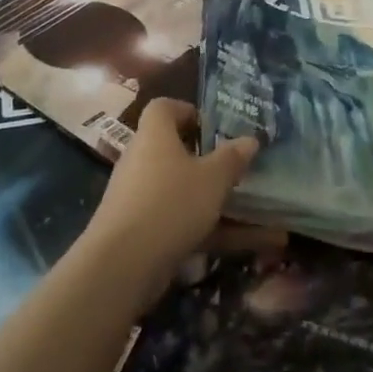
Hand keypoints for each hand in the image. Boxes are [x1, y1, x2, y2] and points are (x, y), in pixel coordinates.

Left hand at [84, 98, 260, 301]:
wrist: (122, 264)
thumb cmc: (171, 203)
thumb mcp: (213, 178)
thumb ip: (232, 158)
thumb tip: (249, 140)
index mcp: (154, 135)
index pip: (163, 107)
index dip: (187, 111)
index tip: (214, 126)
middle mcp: (141, 160)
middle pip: (173, 150)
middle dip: (206, 159)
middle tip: (234, 167)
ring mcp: (138, 197)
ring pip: (180, 189)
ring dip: (212, 198)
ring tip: (250, 208)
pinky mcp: (139, 230)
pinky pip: (179, 220)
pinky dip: (208, 228)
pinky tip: (243, 244)